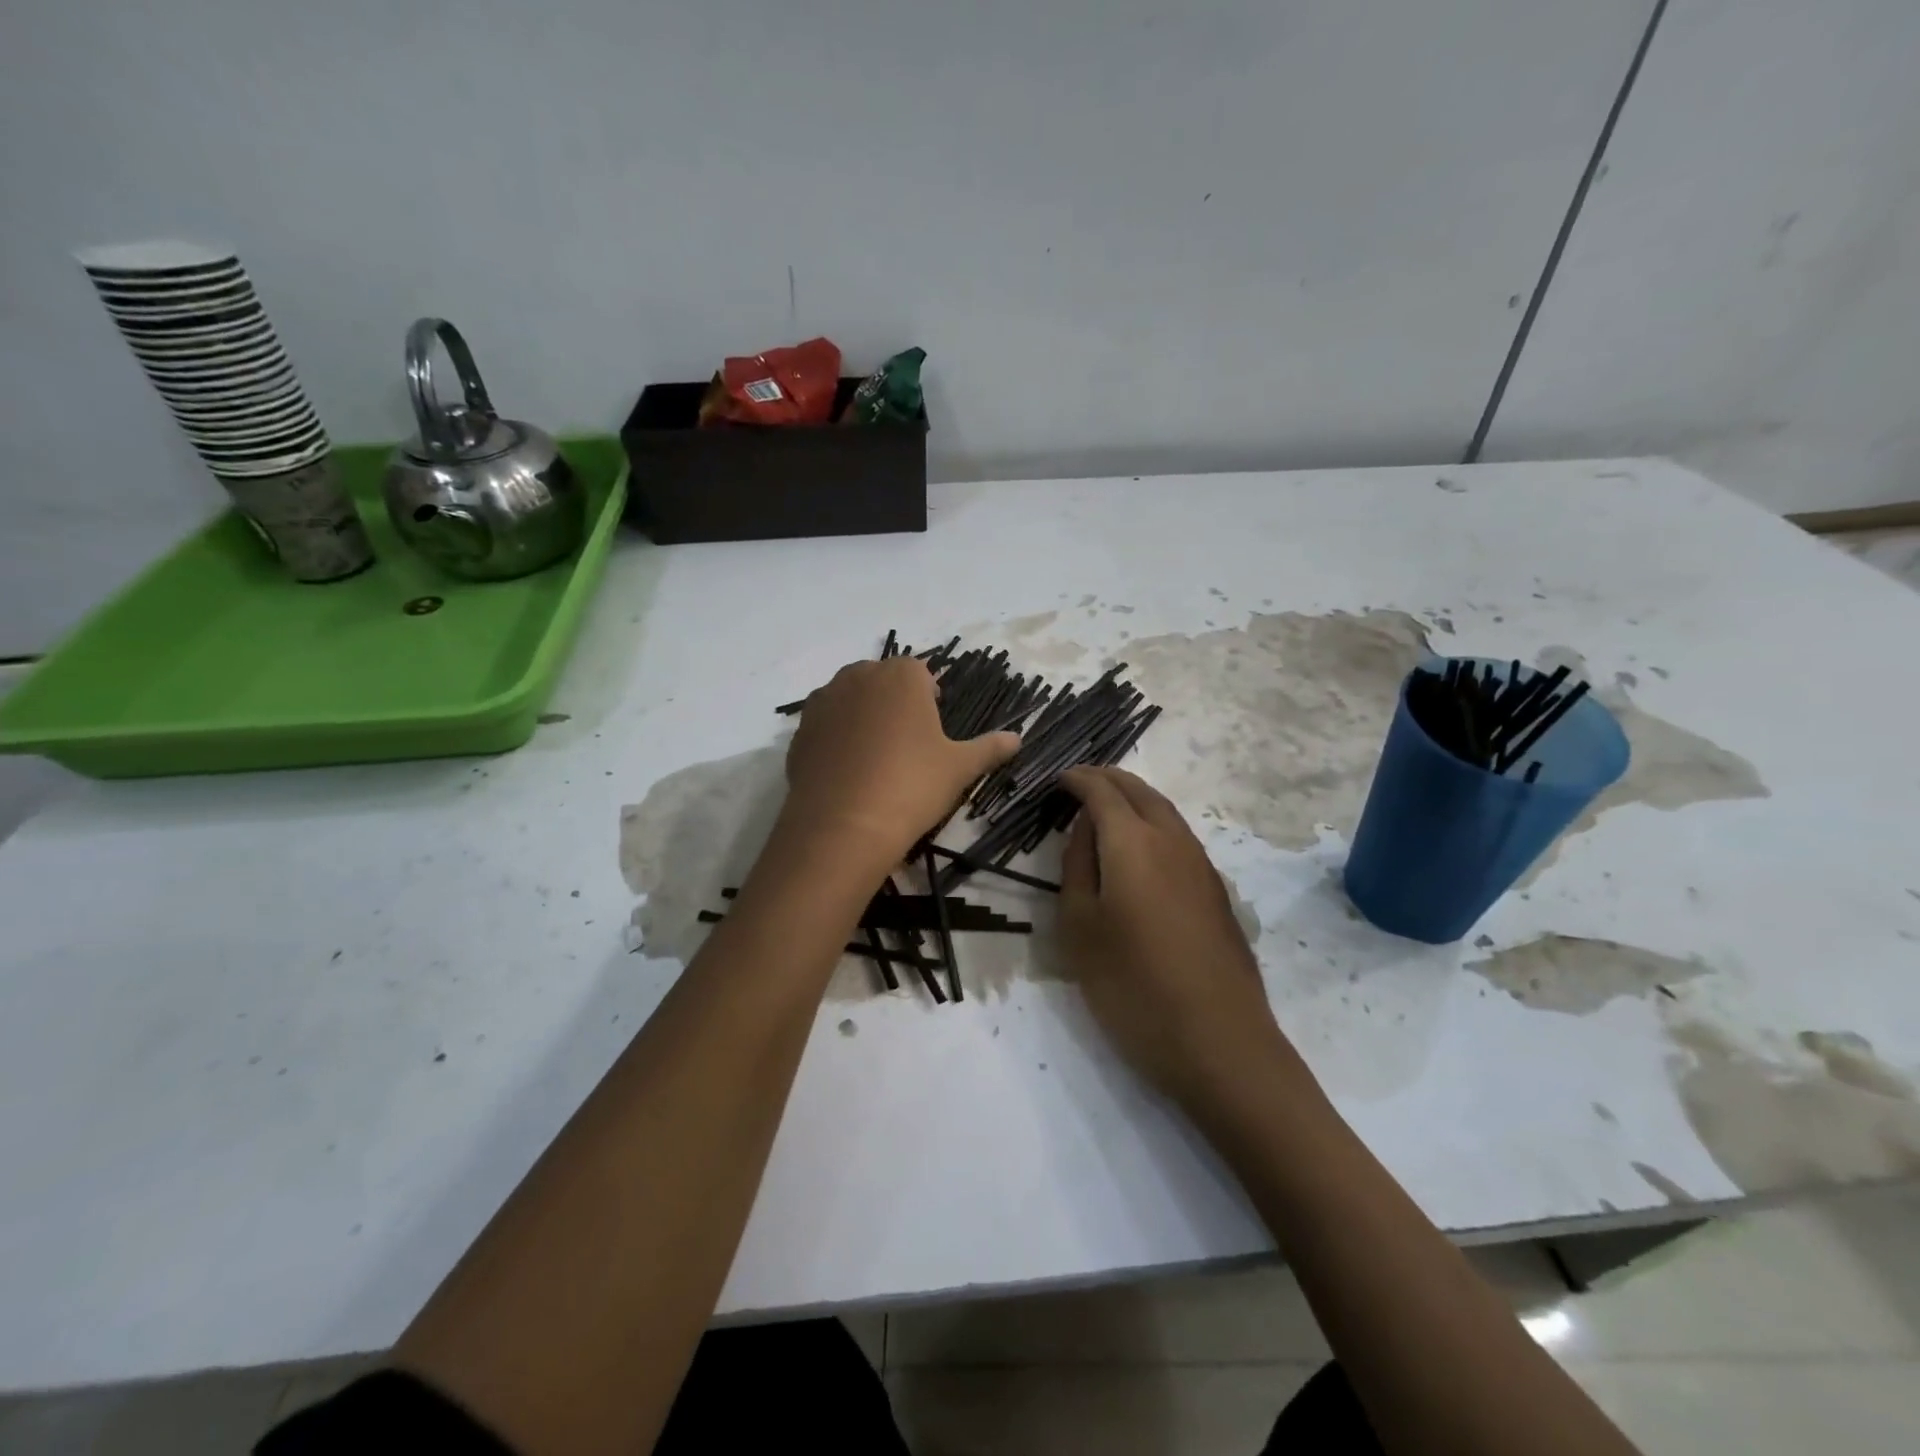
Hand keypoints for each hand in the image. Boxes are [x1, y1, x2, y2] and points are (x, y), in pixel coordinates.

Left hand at [781, 658, 1020, 867]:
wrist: (844, 825)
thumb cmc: (912, 784)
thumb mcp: (960, 767)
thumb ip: (989, 748)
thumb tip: (1018, 738)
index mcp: (901, 675)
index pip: (920, 672)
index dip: (930, 697)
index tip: (934, 728)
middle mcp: (857, 677)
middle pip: (881, 681)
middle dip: (894, 703)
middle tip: (907, 744)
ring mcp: (822, 702)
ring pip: (849, 701)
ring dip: (862, 718)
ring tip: (875, 759)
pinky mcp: (799, 733)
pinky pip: (824, 728)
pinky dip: (836, 741)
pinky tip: (848, 774)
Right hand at [1059, 767, 1301, 1108]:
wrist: (1219, 1043)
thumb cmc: (1132, 985)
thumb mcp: (1080, 926)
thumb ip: (1077, 866)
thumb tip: (1084, 826)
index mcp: (1133, 841)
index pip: (1102, 790)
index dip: (1077, 779)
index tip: (1057, 779)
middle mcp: (1172, 840)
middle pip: (1140, 790)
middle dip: (1108, 779)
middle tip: (1079, 782)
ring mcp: (1201, 865)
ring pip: (1164, 811)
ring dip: (1133, 799)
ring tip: (1106, 809)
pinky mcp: (1217, 892)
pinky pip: (1179, 836)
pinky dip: (1153, 823)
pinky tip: (1141, 850)